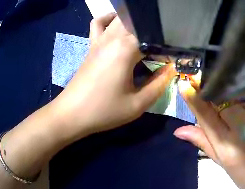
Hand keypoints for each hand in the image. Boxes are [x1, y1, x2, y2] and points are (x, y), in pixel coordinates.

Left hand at [50, 13, 175, 137]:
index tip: (173, 57)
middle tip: (162, 45)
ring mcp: (100, 39)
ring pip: (121, 17)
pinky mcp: (92, 44)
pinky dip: (109, 18)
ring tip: (145, 34)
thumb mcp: (136, 104)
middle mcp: (114, 37)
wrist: (71, 115)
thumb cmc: (103, 111)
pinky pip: (99, 23)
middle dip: (154, 28)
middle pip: (138, 20)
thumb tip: (171, 69)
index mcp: (126, 49)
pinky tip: (117, 24)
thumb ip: (159, 85)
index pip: (154, 35)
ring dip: (136, 21)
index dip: (168, 45)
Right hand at [174, 82, 244, 188]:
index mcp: (229, 146)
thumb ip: (205, 144)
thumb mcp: (228, 168)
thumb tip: (179, 130)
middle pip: (222, 96)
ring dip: (228, 88)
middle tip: (204, 86)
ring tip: (225, 91)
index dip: (193, 97)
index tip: (184, 83)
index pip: (205, 113)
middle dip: (210, 89)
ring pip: (239, 91)